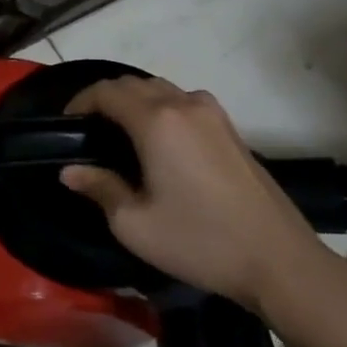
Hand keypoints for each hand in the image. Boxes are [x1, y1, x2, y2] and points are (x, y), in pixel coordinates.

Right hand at [60, 76, 346, 326]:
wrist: (281, 263)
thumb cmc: (200, 241)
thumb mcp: (134, 224)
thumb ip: (99, 188)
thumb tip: (70, 171)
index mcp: (156, 121)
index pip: (106, 92)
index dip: (80, 102)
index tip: (65, 124)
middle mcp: (184, 105)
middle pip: (133, 83)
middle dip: (105, 98)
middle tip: (89, 130)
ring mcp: (213, 115)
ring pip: (161, 89)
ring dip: (135, 100)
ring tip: (121, 133)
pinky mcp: (232, 131)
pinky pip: (185, 102)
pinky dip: (162, 108)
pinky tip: (160, 142)